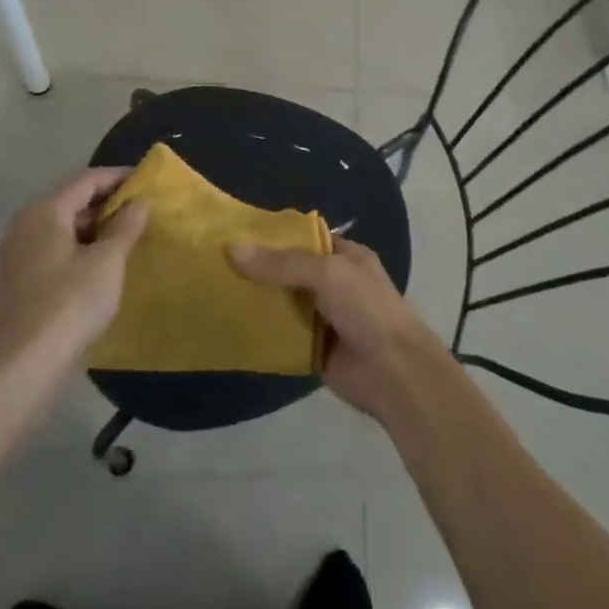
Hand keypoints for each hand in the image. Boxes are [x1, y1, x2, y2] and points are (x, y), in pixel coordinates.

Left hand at [0, 168, 146, 395]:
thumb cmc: (69, 303)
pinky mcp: (20, 282)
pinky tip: (105, 266)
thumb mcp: (108, 261)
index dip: (119, 177)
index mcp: (44, 212)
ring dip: (97, 229)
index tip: (148, 181)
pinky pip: (57, 251)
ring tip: (130, 238)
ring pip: (65, 229)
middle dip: (109, 204)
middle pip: (73, 202)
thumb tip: (139, 201)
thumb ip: (126, 226)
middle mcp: (25, 226)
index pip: (87, 180)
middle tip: (144, 211)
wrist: (21, 368)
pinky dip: (82, 250)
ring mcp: (18, 256)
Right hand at [231, 236, 449, 423]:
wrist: (393, 372)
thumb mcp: (328, 274)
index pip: (305, 239)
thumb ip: (283, 264)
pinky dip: (261, 334)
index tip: (237, 236)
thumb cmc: (367, 309)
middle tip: (216, 266)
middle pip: (290, 272)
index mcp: (346, 256)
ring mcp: (323, 317)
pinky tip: (230, 328)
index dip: (274, 237)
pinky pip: (282, 337)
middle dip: (260, 270)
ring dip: (257, 302)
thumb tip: (234, 249)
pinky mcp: (313, 349)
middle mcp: (334, 283)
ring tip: (214, 293)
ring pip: (283, 304)